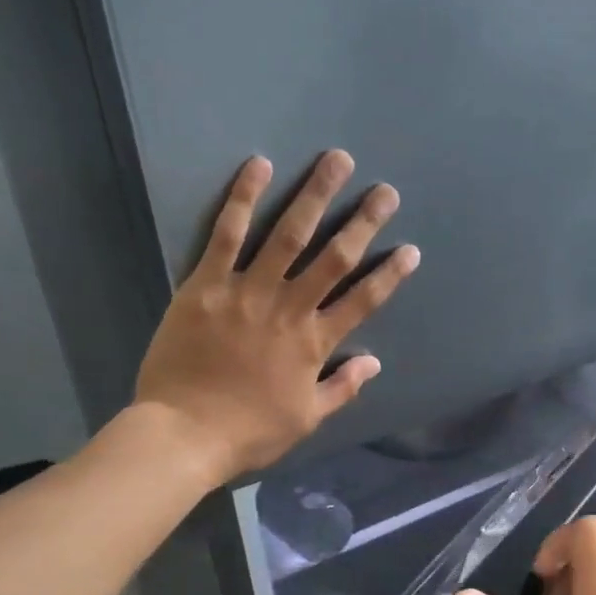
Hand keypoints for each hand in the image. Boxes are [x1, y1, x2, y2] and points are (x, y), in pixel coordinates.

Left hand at [135, 151, 418, 479]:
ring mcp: (247, 292)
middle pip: (333, 258)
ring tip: (336, 161)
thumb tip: (375, 362)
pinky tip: (259, 166)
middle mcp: (289, 309)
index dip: (389, 274)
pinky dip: (243, 199)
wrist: (185, 433)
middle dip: (363, 222)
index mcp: (315, 343)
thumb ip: (342, 387)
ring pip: (288, 235)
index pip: (363, 301)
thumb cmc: (249, 431)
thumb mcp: (307, 418)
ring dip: (315, 196)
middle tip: (385, 191)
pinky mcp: (206, 285)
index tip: (410, 249)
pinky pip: (226, 235)